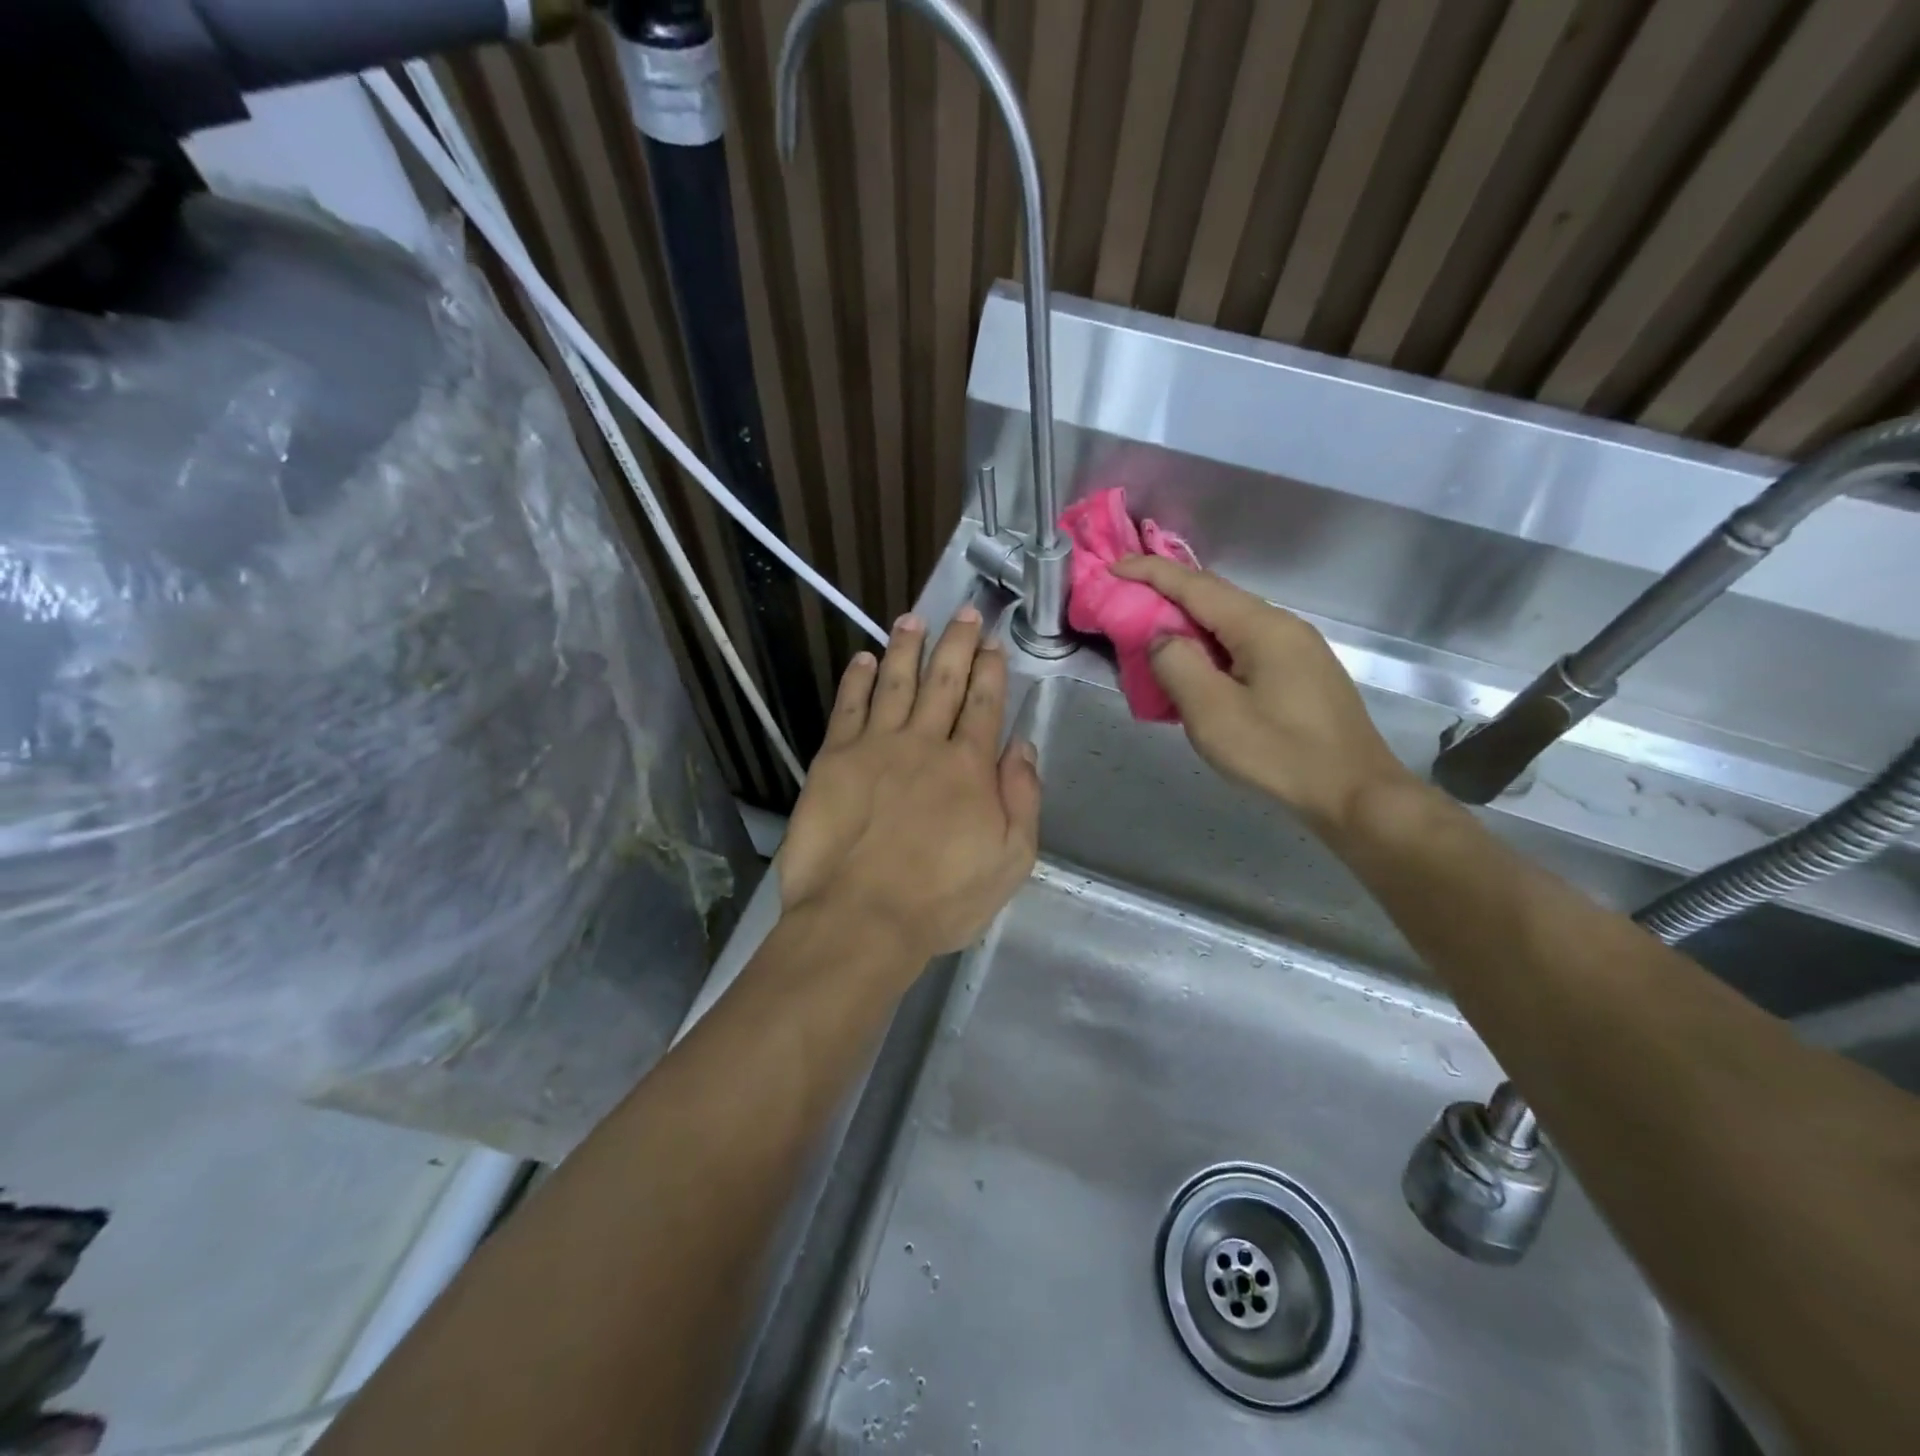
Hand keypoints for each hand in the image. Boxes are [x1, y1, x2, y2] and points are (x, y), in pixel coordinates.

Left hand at [776, 606, 1040, 961]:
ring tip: (913, 619)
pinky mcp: (834, 759)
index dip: (990, 670)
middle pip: (944, 681)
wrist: (861, 918)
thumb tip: (1023, 746)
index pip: (983, 704)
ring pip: (895, 683)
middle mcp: (925, 743)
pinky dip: (856, 680)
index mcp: (969, 767)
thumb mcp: (1010, 860)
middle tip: (964, 612)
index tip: (993, 643)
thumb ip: (1022, 799)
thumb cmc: (942, 899)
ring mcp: (876, 746)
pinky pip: (848, 707)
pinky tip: (862, 659)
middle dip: (957, 643)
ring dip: (906, 648)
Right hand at [1111, 556, 1414, 834]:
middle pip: (1215, 598)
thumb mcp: (1213, 713)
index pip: (1195, 585)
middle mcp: (1282, 625)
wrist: (1355, 793)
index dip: (1150, 572)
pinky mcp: (1301, 673)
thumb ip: (1177, 665)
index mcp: (1260, 626)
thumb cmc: (1280, 753)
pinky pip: (1244, 645)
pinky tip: (1198, 669)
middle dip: (1167, 595)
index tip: (1114, 568)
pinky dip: (1211, 647)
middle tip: (1126, 605)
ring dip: (1189, 625)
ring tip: (1153, 639)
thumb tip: (1162, 637)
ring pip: (1230, 624)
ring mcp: (1297, 648)